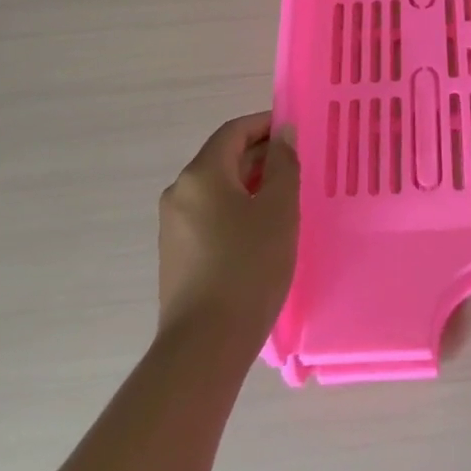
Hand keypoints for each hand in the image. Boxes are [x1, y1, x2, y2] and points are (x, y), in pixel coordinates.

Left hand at [157, 112, 298, 350]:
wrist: (205, 345)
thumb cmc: (248, 267)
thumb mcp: (278, 209)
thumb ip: (283, 164)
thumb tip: (282, 134)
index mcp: (201, 174)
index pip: (234, 132)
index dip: (265, 125)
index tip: (294, 131)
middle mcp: (180, 192)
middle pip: (223, 158)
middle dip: (260, 156)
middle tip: (296, 167)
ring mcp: (173, 225)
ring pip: (216, 189)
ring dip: (249, 185)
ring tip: (284, 200)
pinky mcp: (176, 254)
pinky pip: (209, 215)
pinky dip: (235, 210)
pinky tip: (260, 232)